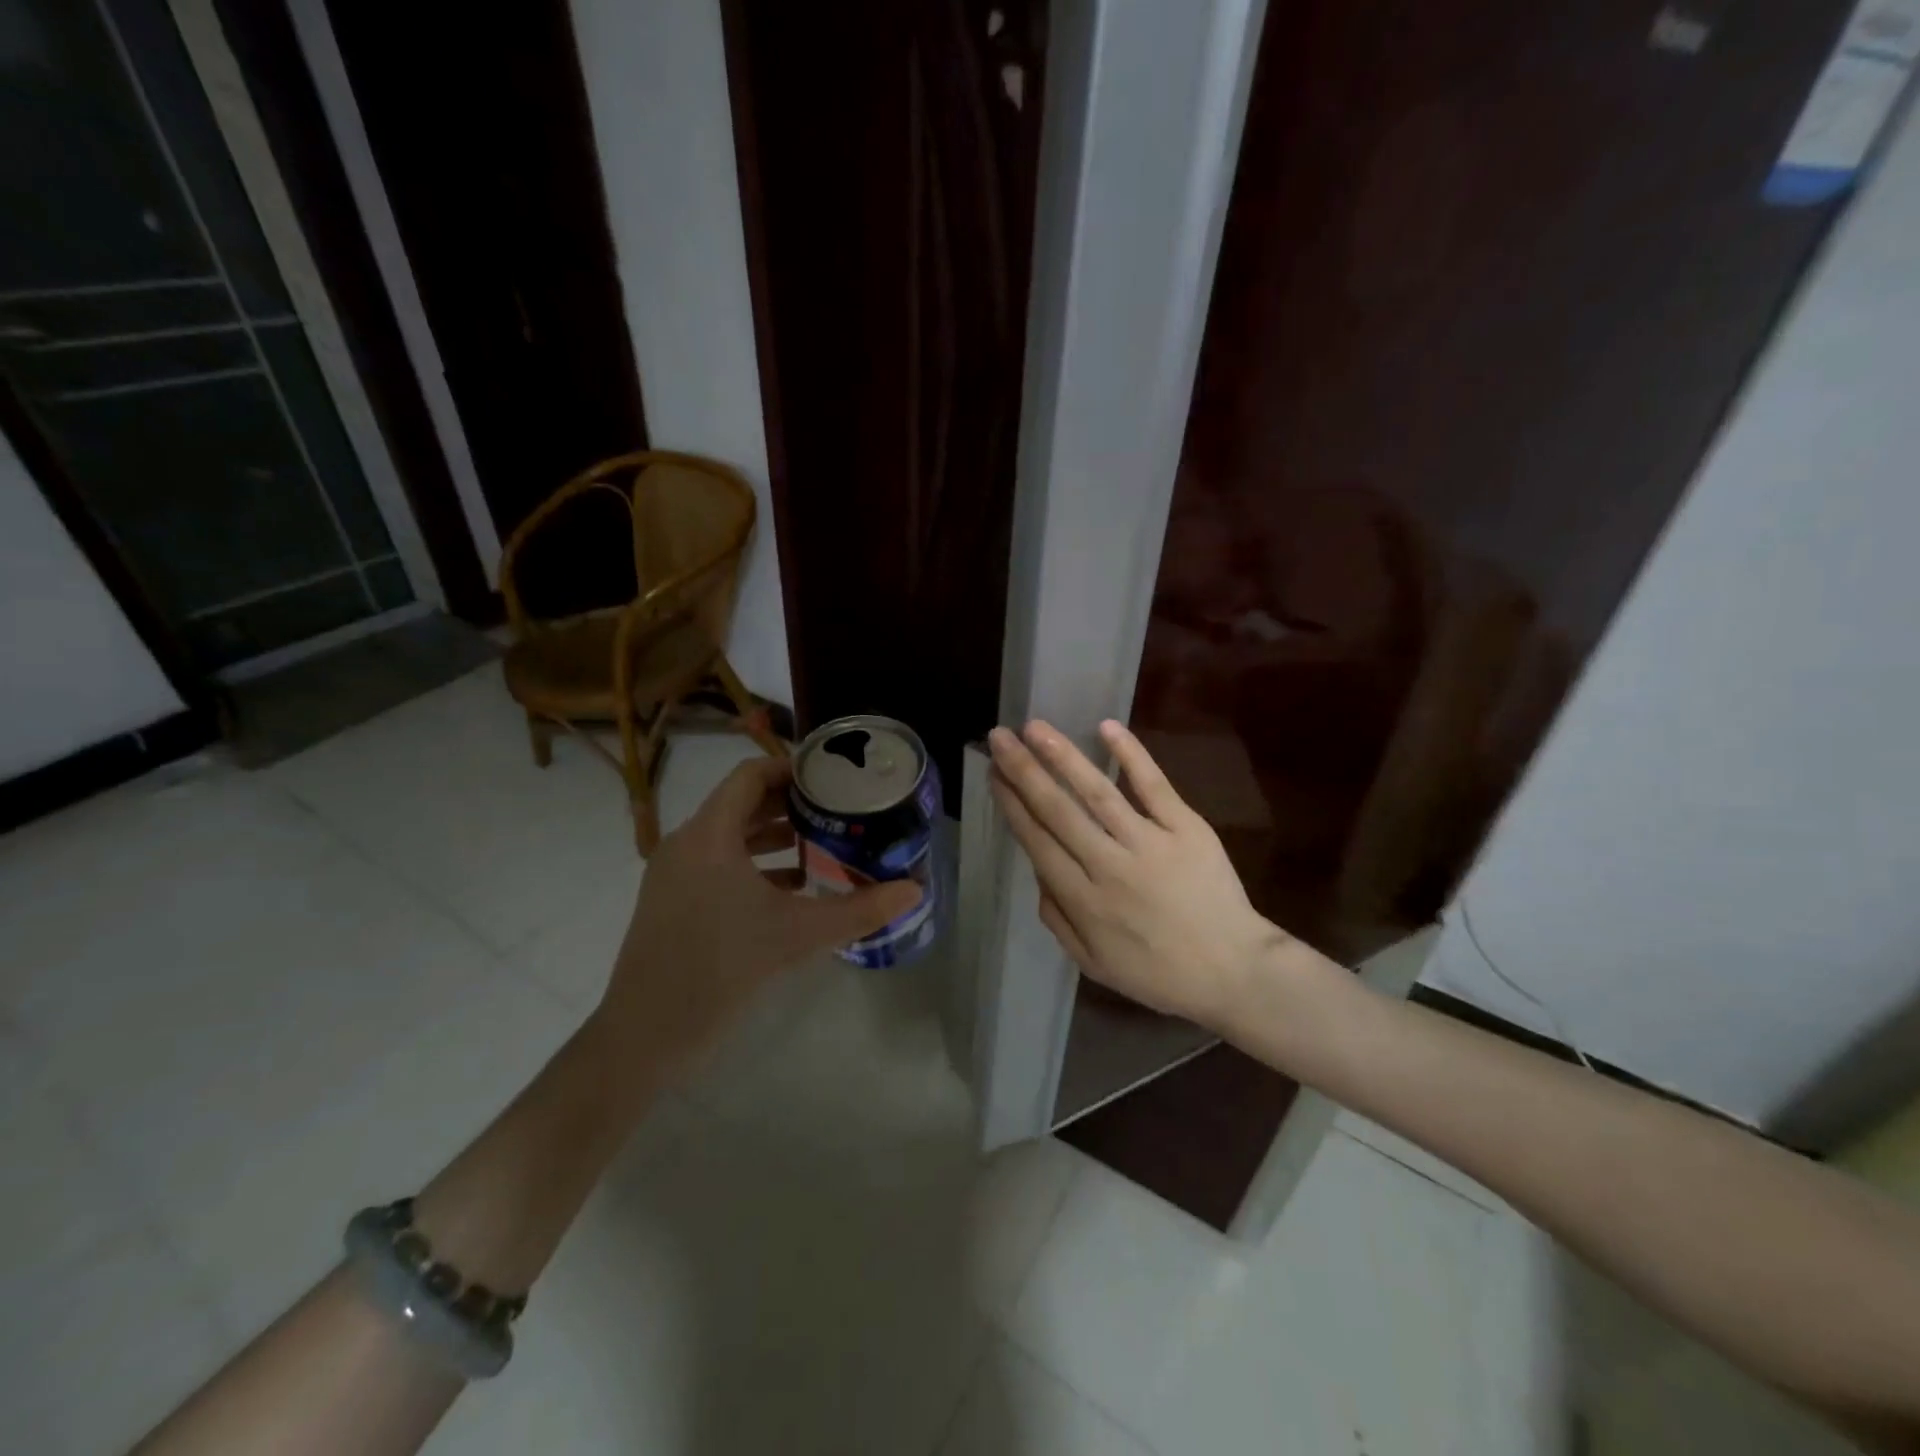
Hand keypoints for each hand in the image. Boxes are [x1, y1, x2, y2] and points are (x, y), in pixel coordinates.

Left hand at [594, 755, 920, 1078]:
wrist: (645, 1036)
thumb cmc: (721, 970)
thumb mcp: (798, 935)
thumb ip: (859, 910)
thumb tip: (914, 890)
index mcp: (709, 835)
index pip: (750, 776)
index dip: (791, 769)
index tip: (832, 778)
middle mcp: (686, 843)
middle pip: (740, 803)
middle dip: (789, 804)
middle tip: (835, 810)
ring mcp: (673, 874)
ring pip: (728, 836)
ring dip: (772, 835)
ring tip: (820, 844)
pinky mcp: (670, 901)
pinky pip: (716, 864)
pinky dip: (753, 864)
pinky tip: (790, 887)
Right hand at [988, 719, 1292, 1030]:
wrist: (1235, 973)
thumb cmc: (1159, 973)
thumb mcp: (1094, 965)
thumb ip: (1058, 919)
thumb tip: (1037, 872)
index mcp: (1083, 901)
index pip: (1037, 841)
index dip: (1012, 804)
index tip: (994, 773)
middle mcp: (1109, 866)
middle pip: (1057, 810)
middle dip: (1023, 770)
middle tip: (999, 737)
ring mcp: (1150, 843)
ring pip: (1097, 792)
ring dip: (1063, 756)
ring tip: (1035, 727)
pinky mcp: (1186, 828)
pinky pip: (1154, 786)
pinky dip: (1131, 755)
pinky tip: (1106, 727)